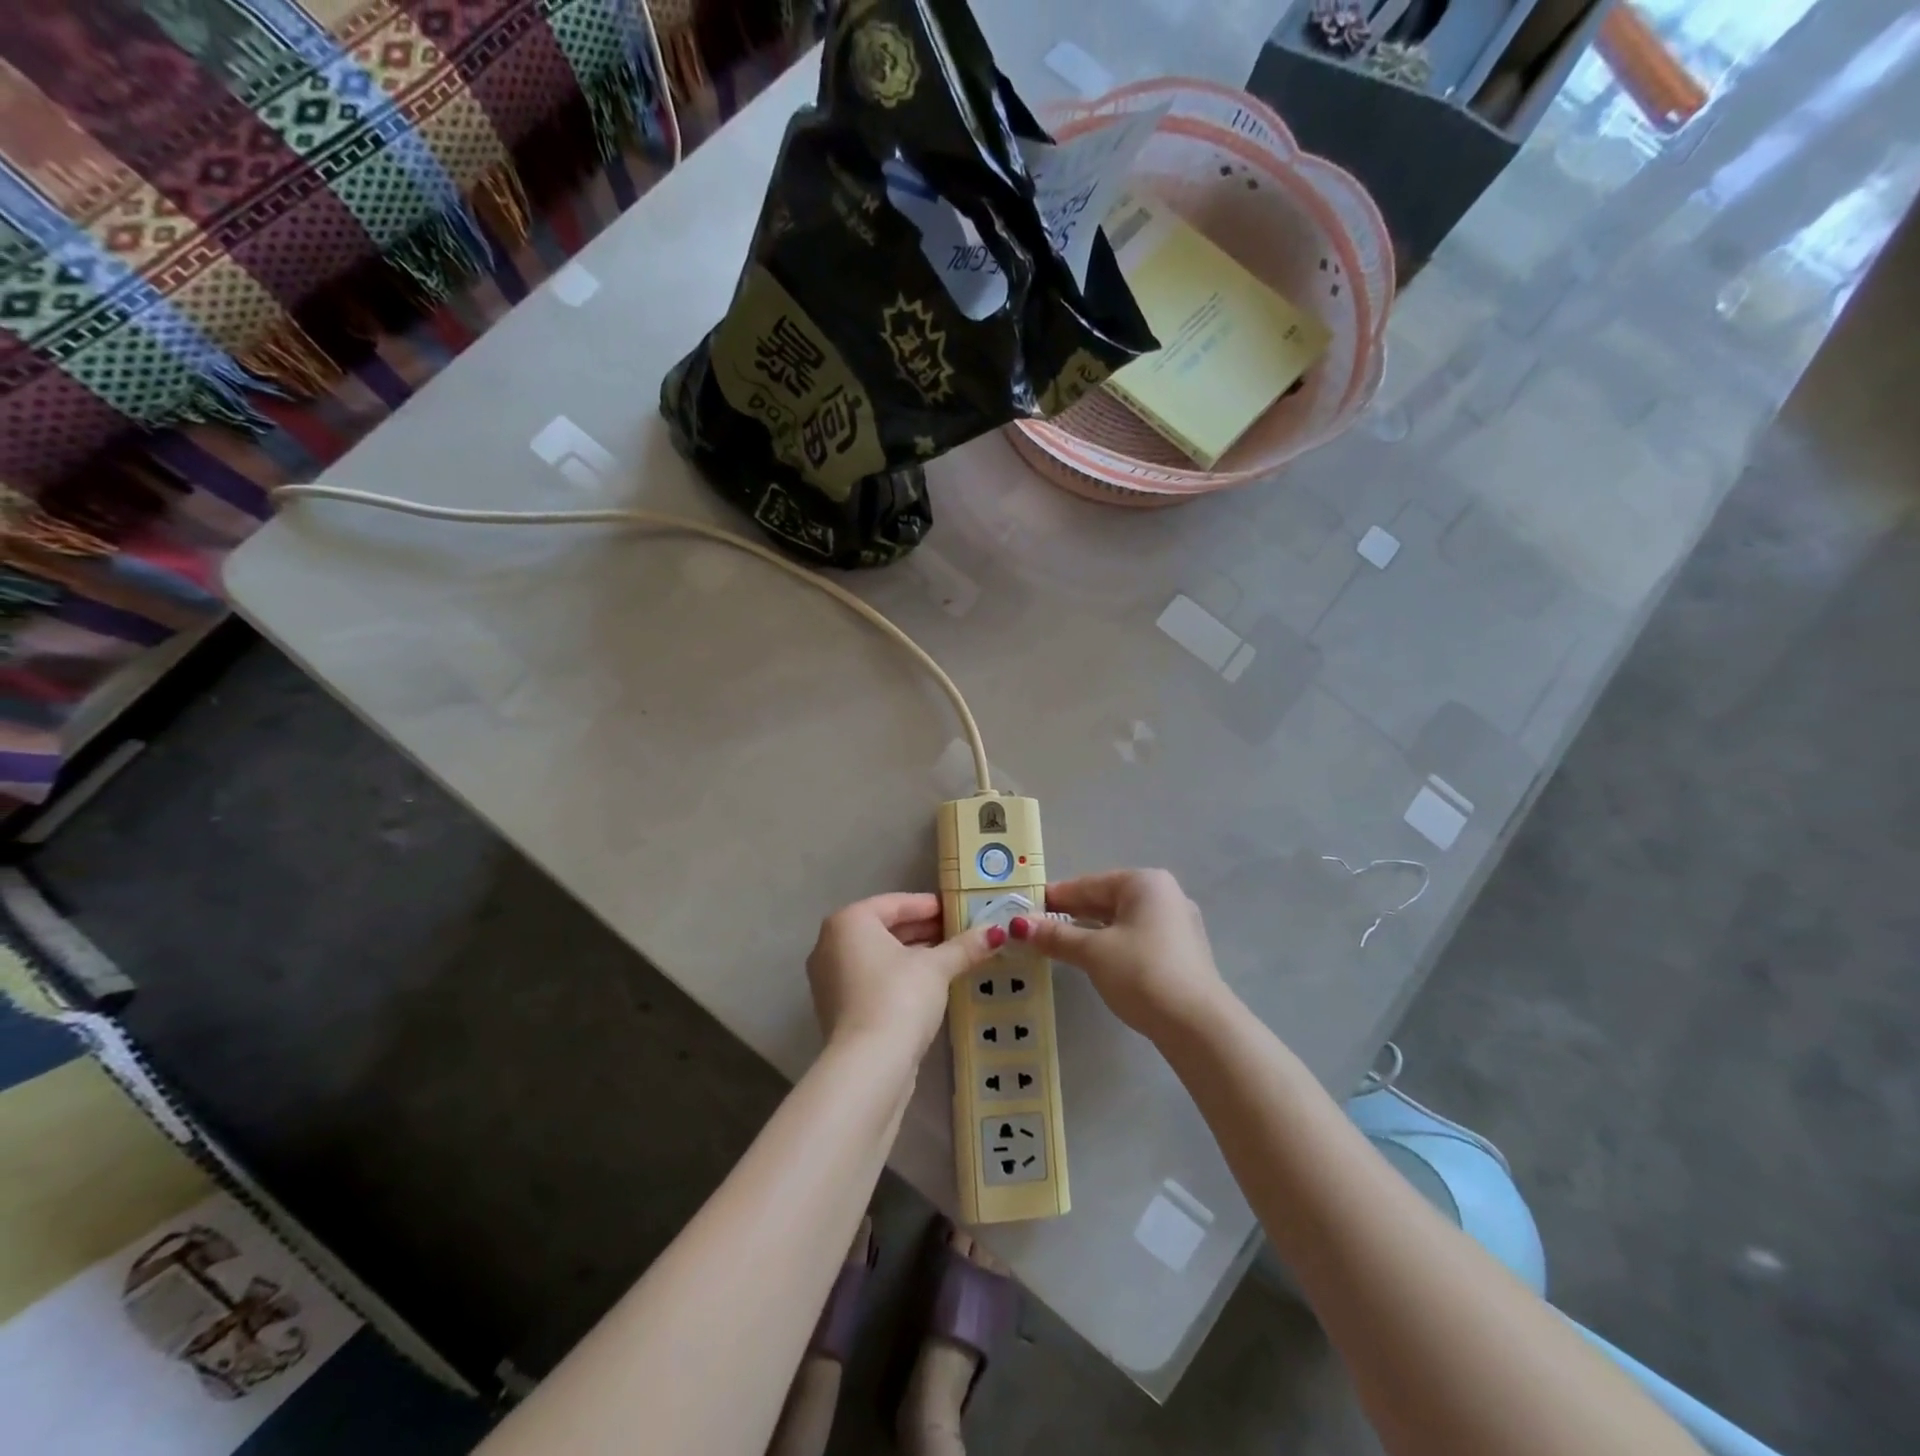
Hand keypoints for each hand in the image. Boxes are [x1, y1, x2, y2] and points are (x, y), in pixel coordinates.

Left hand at [807, 893, 1000, 1055]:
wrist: (868, 1066)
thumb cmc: (899, 998)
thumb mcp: (936, 968)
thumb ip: (964, 947)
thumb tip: (996, 932)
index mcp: (849, 922)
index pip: (896, 903)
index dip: (930, 905)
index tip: (958, 910)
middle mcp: (831, 944)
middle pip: (885, 928)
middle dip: (923, 930)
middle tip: (959, 932)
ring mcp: (830, 978)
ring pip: (879, 955)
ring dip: (913, 954)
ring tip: (951, 957)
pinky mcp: (837, 1008)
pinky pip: (872, 978)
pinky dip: (898, 976)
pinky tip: (929, 984)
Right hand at [1021, 869, 1230, 1038]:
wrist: (1197, 1025)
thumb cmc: (1141, 973)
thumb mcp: (1092, 952)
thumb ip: (1055, 936)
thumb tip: (1018, 926)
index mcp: (1144, 883)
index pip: (1088, 884)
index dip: (1054, 897)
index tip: (1024, 908)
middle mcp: (1164, 895)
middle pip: (1105, 899)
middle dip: (1070, 914)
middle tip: (1035, 928)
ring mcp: (1176, 924)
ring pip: (1120, 920)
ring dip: (1088, 931)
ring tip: (1056, 944)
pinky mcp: (1180, 952)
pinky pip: (1134, 938)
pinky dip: (1110, 944)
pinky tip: (1090, 959)